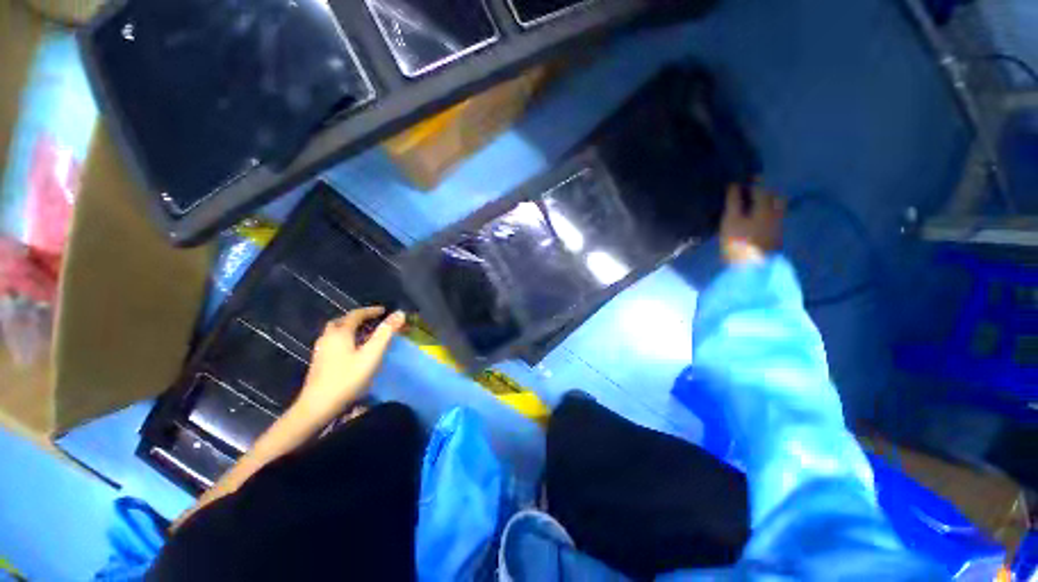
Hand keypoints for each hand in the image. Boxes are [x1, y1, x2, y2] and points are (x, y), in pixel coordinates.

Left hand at [292, 306, 405, 423]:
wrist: (317, 406)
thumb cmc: (347, 378)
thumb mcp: (371, 354)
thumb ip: (385, 333)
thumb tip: (399, 313)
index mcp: (340, 333)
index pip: (356, 314)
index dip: (371, 311)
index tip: (384, 310)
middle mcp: (328, 338)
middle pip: (342, 321)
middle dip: (357, 318)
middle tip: (372, 321)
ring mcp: (321, 351)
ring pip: (335, 332)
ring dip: (350, 329)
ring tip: (364, 335)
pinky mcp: (319, 363)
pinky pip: (333, 342)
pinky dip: (345, 339)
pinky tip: (352, 351)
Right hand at [720, 183, 785, 264]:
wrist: (752, 270)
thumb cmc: (738, 243)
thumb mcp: (731, 220)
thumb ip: (733, 202)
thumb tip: (734, 185)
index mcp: (765, 207)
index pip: (761, 188)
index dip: (753, 181)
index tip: (745, 176)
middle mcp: (776, 214)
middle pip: (774, 197)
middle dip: (765, 191)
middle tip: (751, 190)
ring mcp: (777, 227)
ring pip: (776, 209)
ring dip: (767, 203)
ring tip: (753, 205)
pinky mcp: (775, 239)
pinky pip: (774, 219)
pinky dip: (766, 214)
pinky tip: (756, 219)